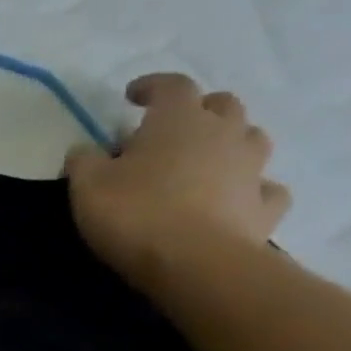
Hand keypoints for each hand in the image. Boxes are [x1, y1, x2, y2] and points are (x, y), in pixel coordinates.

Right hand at [63, 73, 291, 289]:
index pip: (171, 86)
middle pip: (222, 105)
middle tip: (173, 129)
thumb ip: (84, 160)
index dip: (152, 86)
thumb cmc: (135, 213)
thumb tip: (86, 150)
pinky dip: (251, 188)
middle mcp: (224, 134)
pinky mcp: (266, 207)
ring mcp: (252, 170)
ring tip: (206, 160)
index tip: (132, 95)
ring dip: (230, 142)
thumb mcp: (87, 185)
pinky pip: (265, 188)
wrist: (196, 264)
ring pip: (251, 139)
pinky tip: (235, 199)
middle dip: (198, 110)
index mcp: (179, 120)